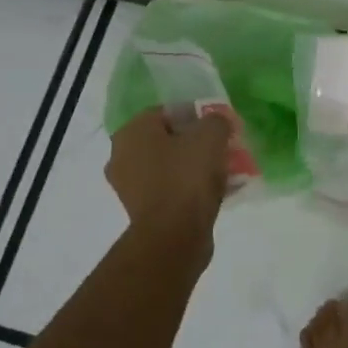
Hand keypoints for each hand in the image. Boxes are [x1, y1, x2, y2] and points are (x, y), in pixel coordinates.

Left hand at [105, 108, 230, 236]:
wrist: (174, 235)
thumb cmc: (187, 177)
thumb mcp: (211, 136)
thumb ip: (216, 120)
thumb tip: (217, 123)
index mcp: (132, 132)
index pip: (166, 112)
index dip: (195, 116)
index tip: (218, 127)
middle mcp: (122, 156)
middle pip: (167, 140)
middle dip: (196, 143)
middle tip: (222, 148)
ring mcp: (130, 187)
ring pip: (170, 166)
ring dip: (195, 166)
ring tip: (225, 172)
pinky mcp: (142, 211)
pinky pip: (171, 189)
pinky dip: (190, 188)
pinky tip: (217, 192)